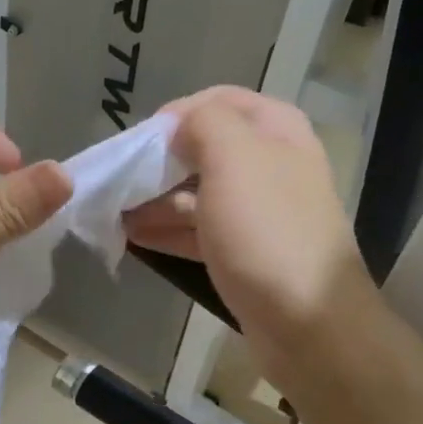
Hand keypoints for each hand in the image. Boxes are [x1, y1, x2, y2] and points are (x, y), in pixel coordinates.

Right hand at [124, 86, 365, 384]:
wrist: (307, 321)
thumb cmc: (267, 232)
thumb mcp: (234, 159)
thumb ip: (203, 123)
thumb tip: (178, 126)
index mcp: (276, 131)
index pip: (219, 101)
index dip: (175, 115)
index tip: (138, 142)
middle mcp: (271, 165)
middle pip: (205, 150)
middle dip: (159, 163)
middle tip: (119, 181)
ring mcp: (259, 213)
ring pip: (198, 194)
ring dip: (156, 200)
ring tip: (114, 213)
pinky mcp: (246, 253)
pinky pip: (200, 232)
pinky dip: (168, 231)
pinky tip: (134, 239)